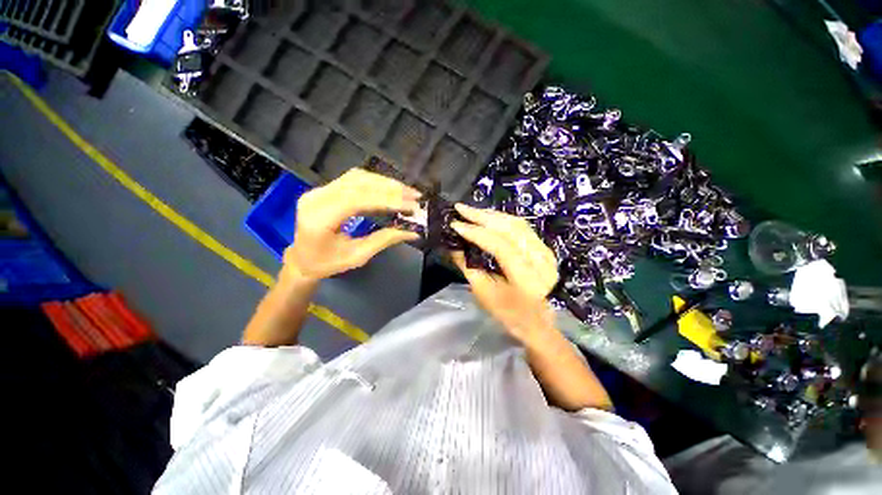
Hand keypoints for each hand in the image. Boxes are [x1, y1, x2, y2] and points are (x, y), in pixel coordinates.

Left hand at [284, 169, 420, 280]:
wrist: (302, 259)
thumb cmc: (327, 264)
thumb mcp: (358, 256)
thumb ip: (384, 240)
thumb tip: (413, 232)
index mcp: (320, 218)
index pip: (357, 200)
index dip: (387, 200)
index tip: (411, 205)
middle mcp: (317, 198)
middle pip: (358, 183)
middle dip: (390, 189)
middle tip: (415, 196)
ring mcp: (319, 190)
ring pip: (357, 177)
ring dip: (385, 183)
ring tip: (407, 192)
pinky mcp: (325, 189)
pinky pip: (354, 179)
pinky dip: (376, 182)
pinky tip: (391, 188)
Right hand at [450, 204, 558, 342]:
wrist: (538, 322)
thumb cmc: (508, 314)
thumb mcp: (484, 293)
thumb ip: (468, 266)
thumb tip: (452, 244)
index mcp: (527, 278)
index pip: (500, 246)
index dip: (476, 233)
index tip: (455, 224)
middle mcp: (540, 260)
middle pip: (510, 229)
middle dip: (482, 216)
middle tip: (460, 208)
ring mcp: (546, 252)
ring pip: (517, 224)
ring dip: (491, 215)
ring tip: (471, 211)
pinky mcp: (545, 249)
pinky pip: (522, 227)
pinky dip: (502, 220)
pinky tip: (488, 217)